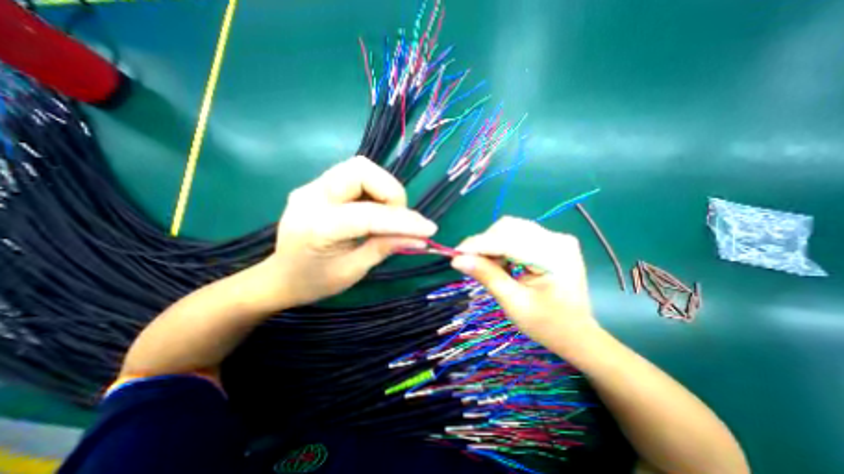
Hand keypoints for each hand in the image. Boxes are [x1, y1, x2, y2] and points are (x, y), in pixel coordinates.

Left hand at [257, 158, 433, 309]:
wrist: (279, 278)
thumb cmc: (314, 282)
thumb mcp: (354, 270)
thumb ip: (386, 247)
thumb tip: (420, 238)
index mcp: (317, 226)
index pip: (369, 214)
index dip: (404, 220)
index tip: (429, 229)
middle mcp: (311, 196)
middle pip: (362, 170)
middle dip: (391, 192)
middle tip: (399, 217)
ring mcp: (312, 187)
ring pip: (359, 168)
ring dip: (383, 188)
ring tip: (388, 215)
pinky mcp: (318, 186)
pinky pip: (354, 176)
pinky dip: (373, 190)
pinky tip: (374, 210)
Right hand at [453, 216, 594, 349]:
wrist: (577, 333)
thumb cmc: (548, 325)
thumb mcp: (514, 303)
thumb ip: (487, 276)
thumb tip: (457, 260)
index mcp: (554, 255)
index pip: (507, 241)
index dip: (478, 245)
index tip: (455, 254)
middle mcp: (556, 239)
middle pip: (508, 228)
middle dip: (484, 243)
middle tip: (469, 262)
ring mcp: (555, 238)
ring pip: (510, 228)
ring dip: (491, 243)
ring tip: (484, 264)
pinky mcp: (550, 241)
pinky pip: (517, 235)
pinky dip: (501, 245)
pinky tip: (498, 261)